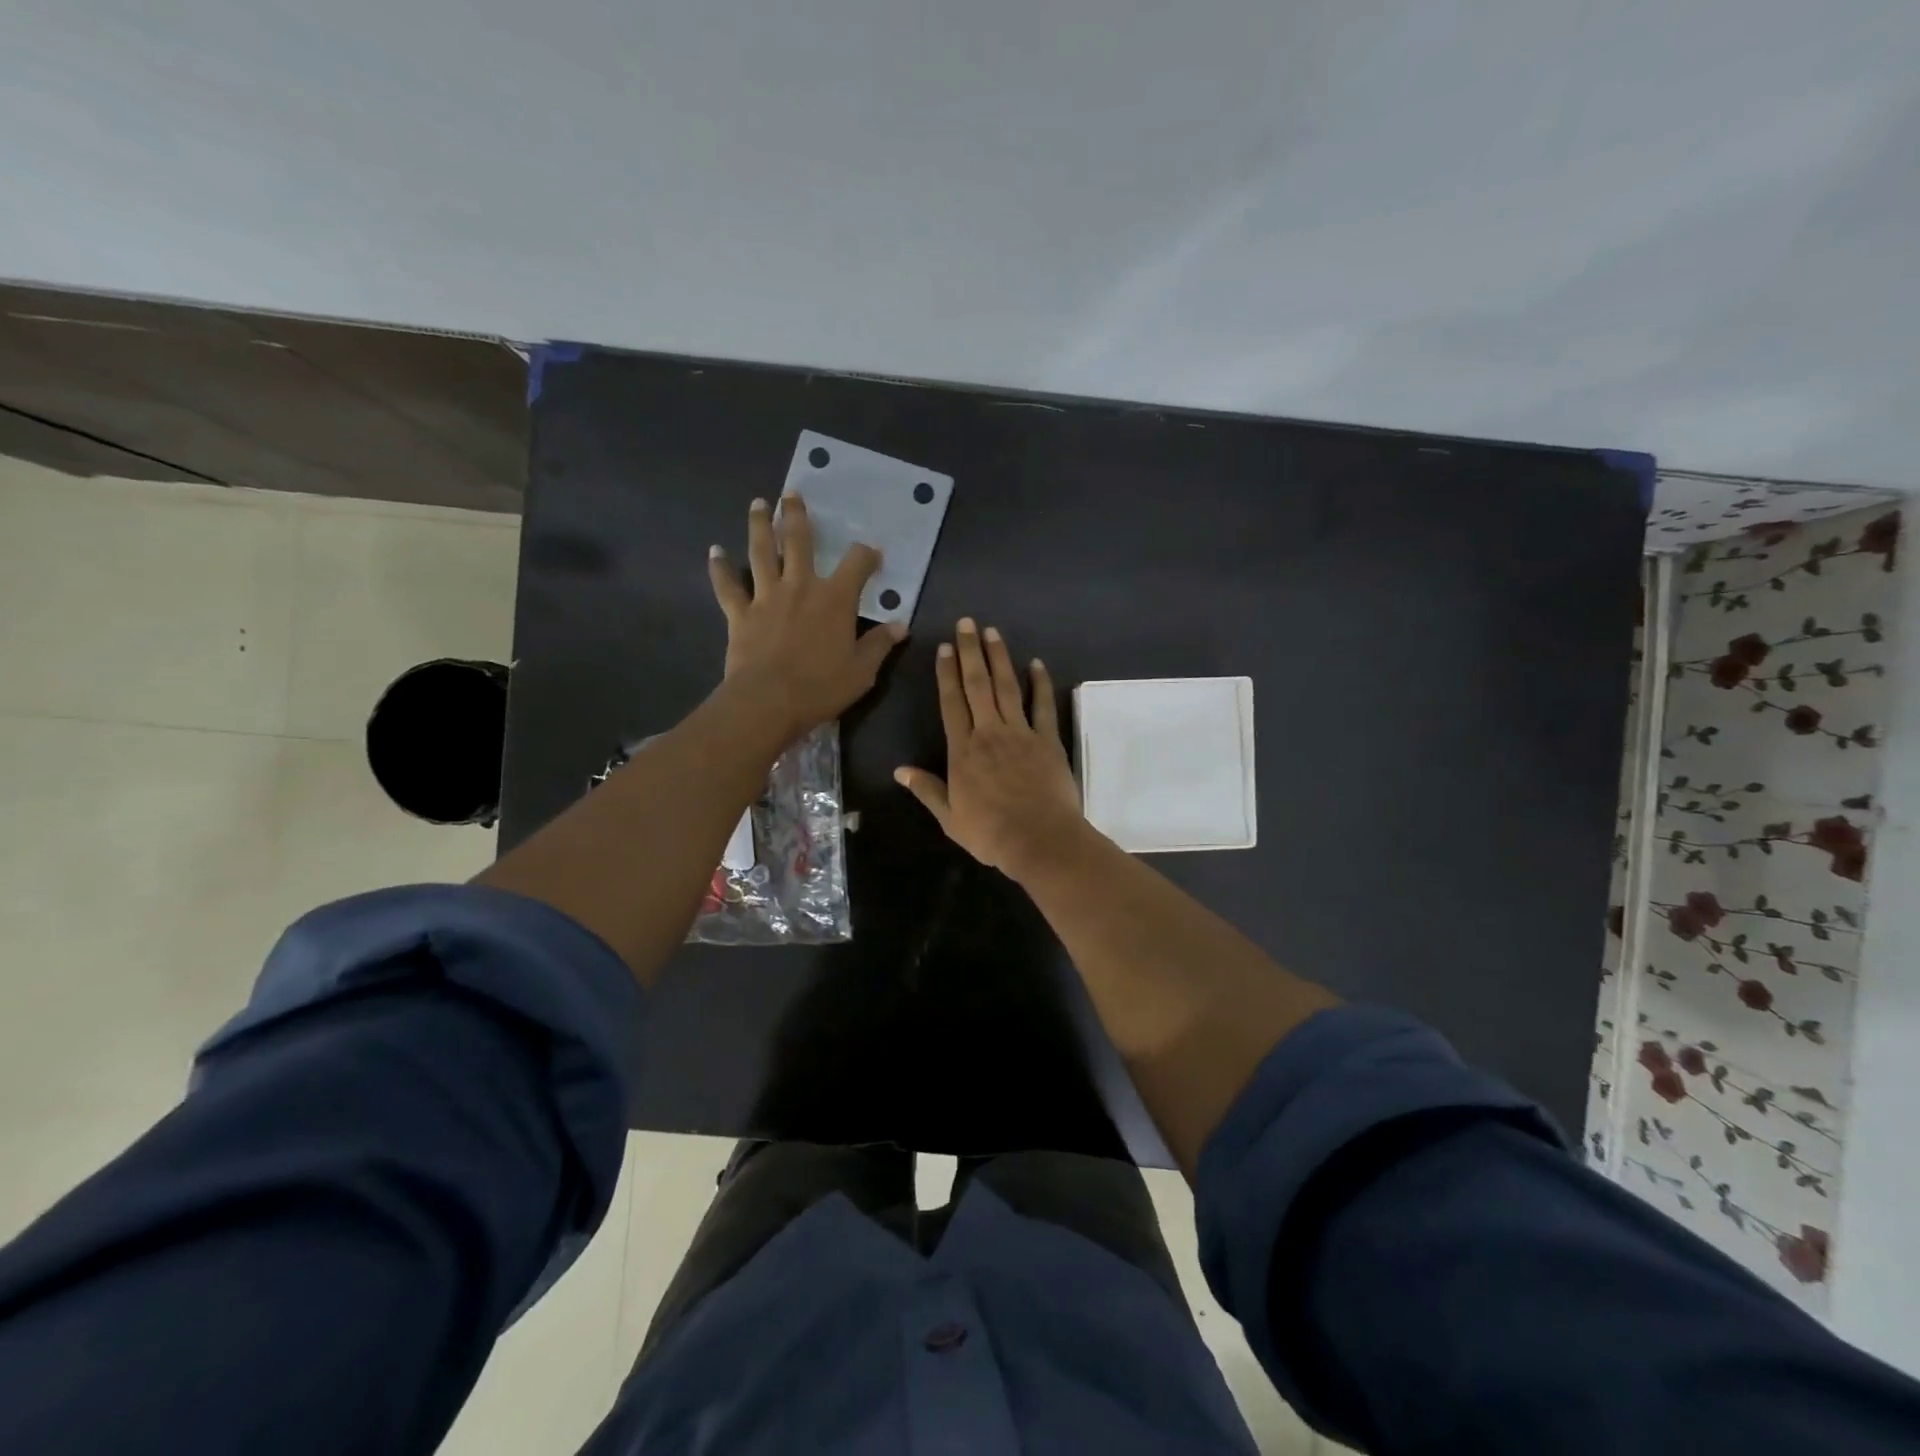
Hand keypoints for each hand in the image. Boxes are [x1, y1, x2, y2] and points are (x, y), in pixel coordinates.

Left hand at [708, 494, 905, 740]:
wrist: (768, 702)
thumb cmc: (821, 687)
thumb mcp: (862, 671)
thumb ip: (879, 645)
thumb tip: (901, 626)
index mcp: (835, 598)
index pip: (857, 563)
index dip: (867, 555)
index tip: (872, 553)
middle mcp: (800, 586)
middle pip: (799, 541)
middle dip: (797, 516)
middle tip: (792, 494)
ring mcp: (766, 597)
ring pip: (761, 552)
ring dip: (760, 526)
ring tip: (758, 504)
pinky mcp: (740, 614)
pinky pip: (728, 586)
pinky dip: (720, 569)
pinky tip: (714, 551)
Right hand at [894, 619, 1087, 879]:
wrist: (1039, 840)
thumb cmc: (990, 833)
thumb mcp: (950, 818)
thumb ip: (927, 790)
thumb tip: (899, 771)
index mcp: (962, 751)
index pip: (951, 704)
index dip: (946, 674)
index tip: (944, 648)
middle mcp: (989, 733)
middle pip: (977, 685)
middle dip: (970, 652)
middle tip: (967, 623)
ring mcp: (1021, 734)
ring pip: (1007, 687)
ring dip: (999, 658)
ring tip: (993, 632)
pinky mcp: (1047, 740)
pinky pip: (1042, 706)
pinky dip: (1040, 683)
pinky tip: (1036, 664)